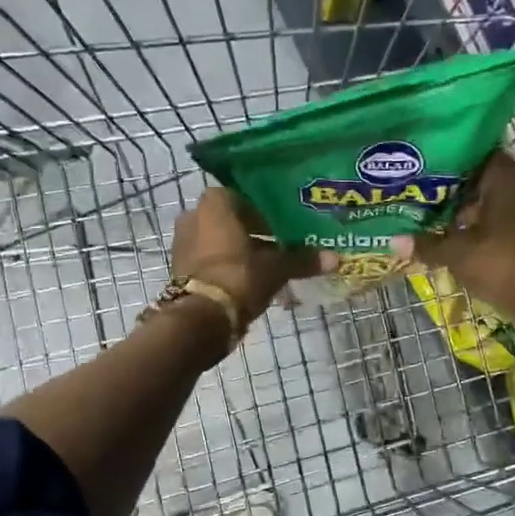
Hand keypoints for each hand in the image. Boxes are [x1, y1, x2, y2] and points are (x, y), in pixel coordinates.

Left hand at [171, 187, 321, 324]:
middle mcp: (194, 215)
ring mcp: (183, 242)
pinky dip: (226, 265)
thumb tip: (335, 258)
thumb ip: (302, 260)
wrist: (199, 318)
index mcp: (215, 203)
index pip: (246, 197)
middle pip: (232, 219)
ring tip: (267, 265)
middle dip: (254, 232)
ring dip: (240, 250)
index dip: (267, 211)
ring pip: (219, 240)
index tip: (284, 226)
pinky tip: (248, 280)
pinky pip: (209, 259)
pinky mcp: (179, 267)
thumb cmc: (238, 278)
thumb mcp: (276, 268)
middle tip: (279, 245)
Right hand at [392, 151, 514, 319]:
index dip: (456, 165)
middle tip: (432, 202)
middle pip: (490, 184)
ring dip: (477, 216)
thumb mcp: (455, 253)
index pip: (481, 158)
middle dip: (463, 194)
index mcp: (506, 180)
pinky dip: (491, 233)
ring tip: (446, 226)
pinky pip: (510, 227)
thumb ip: (426, 244)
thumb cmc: (497, 261)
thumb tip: (393, 242)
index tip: (433, 174)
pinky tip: (469, 246)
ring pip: (500, 207)